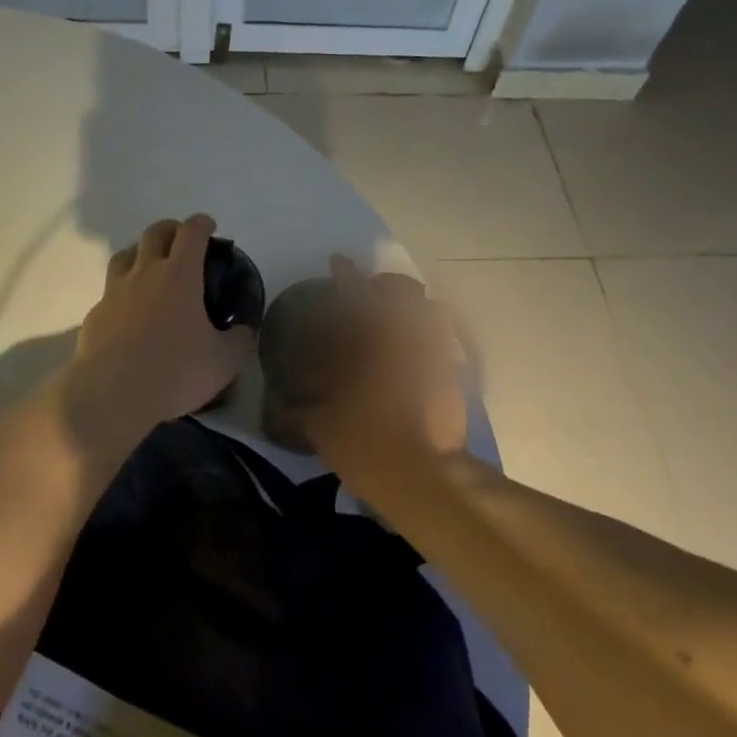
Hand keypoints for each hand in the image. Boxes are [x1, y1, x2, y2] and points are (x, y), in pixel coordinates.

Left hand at [73, 215, 256, 428]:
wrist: (113, 393)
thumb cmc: (176, 371)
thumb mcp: (224, 361)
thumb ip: (239, 340)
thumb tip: (243, 331)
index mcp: (180, 275)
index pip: (191, 233)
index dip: (202, 224)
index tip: (209, 226)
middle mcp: (145, 273)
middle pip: (155, 233)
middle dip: (171, 229)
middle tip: (181, 240)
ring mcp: (114, 292)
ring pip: (125, 255)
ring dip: (141, 252)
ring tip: (151, 266)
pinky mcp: (95, 315)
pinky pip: (110, 291)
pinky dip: (123, 291)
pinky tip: (129, 311)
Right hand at [293, 256, 468, 487]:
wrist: (427, 476)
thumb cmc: (368, 445)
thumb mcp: (322, 430)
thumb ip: (300, 414)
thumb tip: (280, 408)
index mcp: (369, 344)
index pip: (354, 295)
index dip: (345, 274)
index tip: (338, 260)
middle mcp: (405, 339)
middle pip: (403, 292)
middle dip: (388, 285)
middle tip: (375, 291)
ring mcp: (436, 355)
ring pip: (433, 312)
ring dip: (417, 308)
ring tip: (405, 319)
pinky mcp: (456, 376)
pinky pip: (448, 345)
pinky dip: (436, 342)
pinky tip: (424, 357)